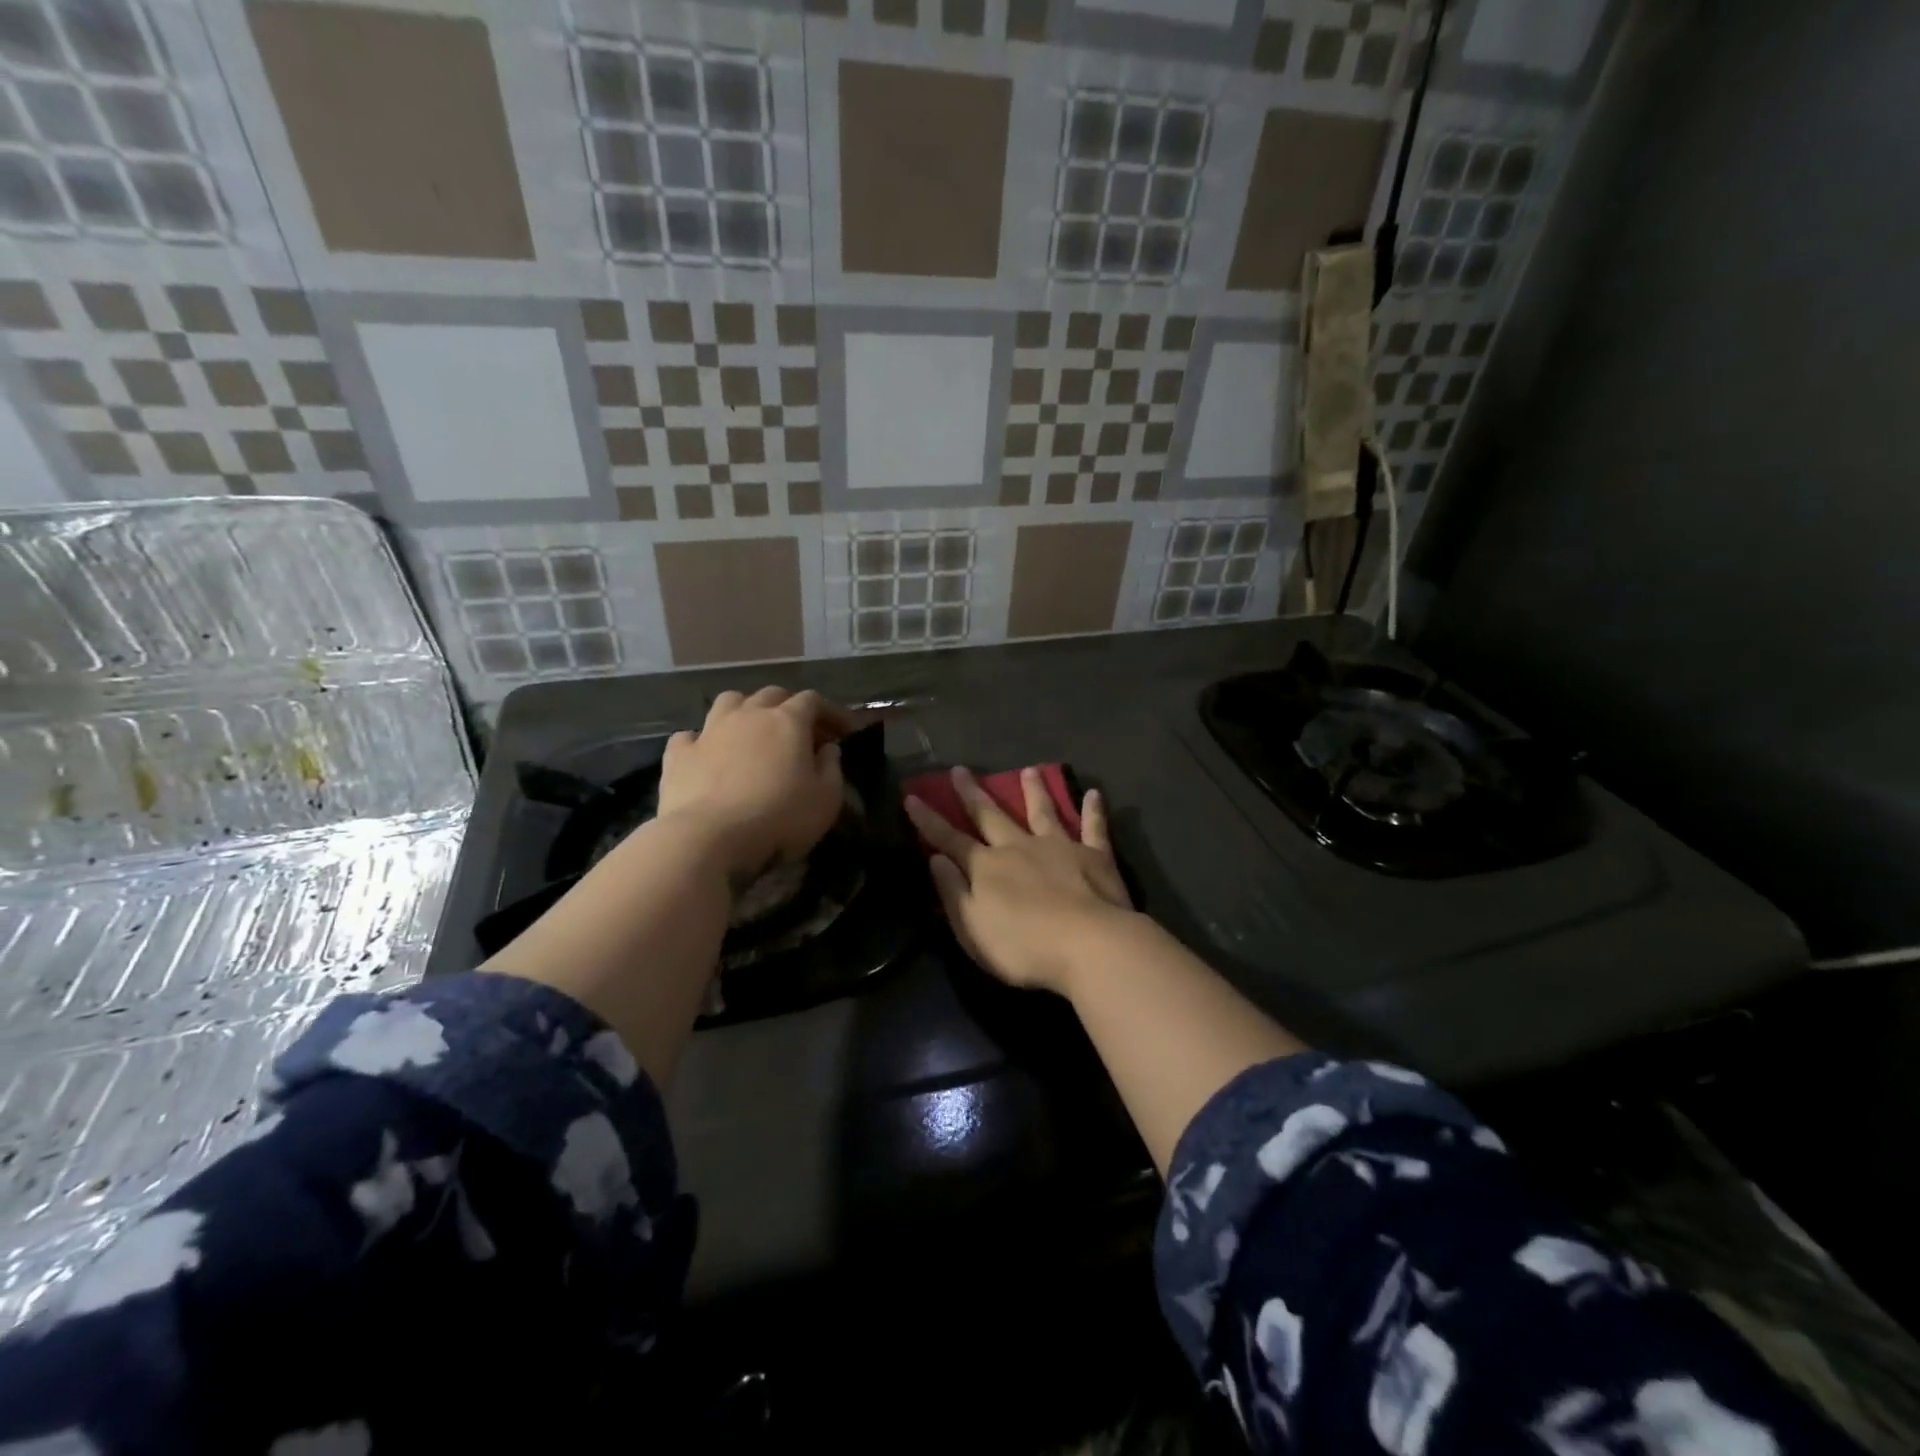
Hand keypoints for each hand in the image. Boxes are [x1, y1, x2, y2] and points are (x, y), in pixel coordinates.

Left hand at [655, 688, 852, 878]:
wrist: (708, 839)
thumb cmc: (779, 818)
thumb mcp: (826, 799)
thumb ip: (832, 768)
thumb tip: (828, 748)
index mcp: (788, 721)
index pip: (814, 701)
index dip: (832, 712)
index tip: (846, 730)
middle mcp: (748, 714)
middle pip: (772, 695)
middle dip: (791, 707)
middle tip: (803, 732)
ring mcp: (710, 731)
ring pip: (730, 701)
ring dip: (746, 710)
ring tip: (754, 732)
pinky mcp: (679, 754)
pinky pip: (691, 735)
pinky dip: (703, 740)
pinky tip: (708, 754)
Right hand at [905, 766, 1134, 994]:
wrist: (1088, 944)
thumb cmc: (1023, 945)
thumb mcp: (972, 928)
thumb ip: (953, 891)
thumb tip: (935, 858)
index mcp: (987, 867)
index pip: (950, 839)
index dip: (929, 820)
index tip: (912, 797)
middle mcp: (1019, 846)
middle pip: (991, 815)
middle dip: (972, 793)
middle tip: (960, 769)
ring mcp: (1059, 846)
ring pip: (1042, 812)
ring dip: (1034, 791)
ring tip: (1029, 770)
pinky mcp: (1095, 855)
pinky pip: (1093, 827)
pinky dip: (1093, 810)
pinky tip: (1094, 794)